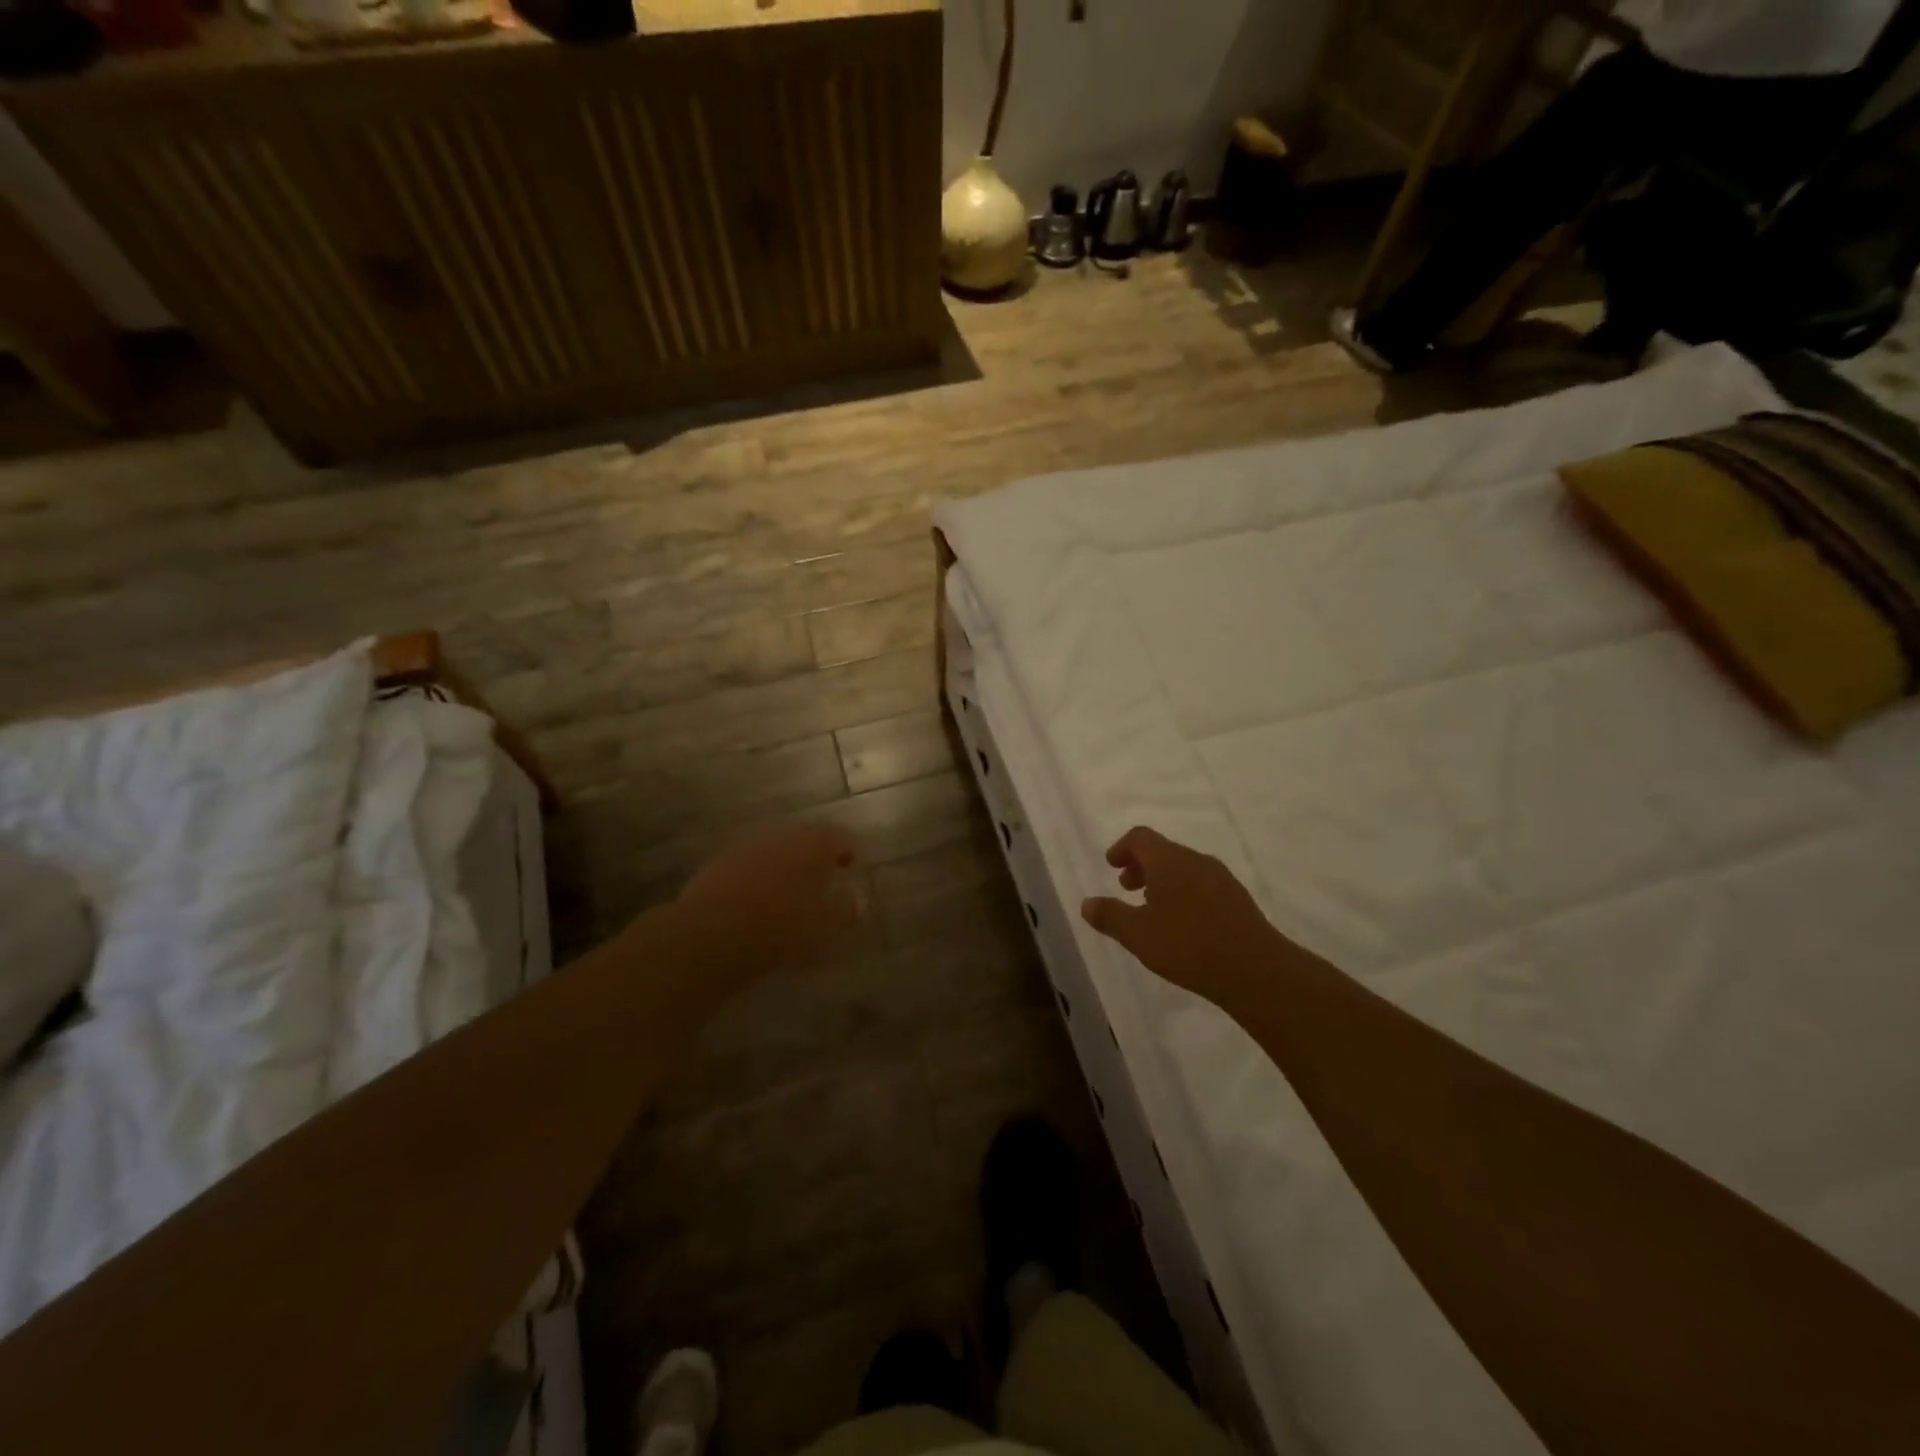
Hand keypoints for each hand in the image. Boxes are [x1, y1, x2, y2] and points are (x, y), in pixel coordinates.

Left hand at [674, 823, 860, 983]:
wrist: (715, 933)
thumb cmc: (785, 928)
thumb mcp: (827, 927)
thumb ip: (847, 910)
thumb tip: (856, 899)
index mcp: (817, 844)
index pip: (842, 838)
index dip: (848, 853)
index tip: (849, 869)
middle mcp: (785, 833)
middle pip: (807, 839)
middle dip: (814, 857)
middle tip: (819, 881)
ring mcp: (750, 843)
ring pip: (776, 848)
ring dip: (784, 864)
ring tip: (786, 892)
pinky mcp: (721, 859)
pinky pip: (749, 862)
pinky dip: (757, 874)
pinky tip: (755, 898)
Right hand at [1081, 827, 1290, 1006]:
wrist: (1256, 970)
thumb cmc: (1188, 945)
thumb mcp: (1138, 934)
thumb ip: (1110, 916)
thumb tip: (1087, 903)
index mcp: (1169, 860)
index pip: (1140, 837)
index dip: (1122, 848)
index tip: (1111, 866)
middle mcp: (1196, 860)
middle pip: (1163, 851)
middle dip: (1141, 866)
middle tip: (1126, 888)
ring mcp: (1221, 878)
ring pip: (1184, 868)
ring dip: (1163, 881)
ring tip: (1152, 909)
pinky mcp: (1238, 899)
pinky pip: (1202, 885)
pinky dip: (1184, 893)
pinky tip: (1183, 924)